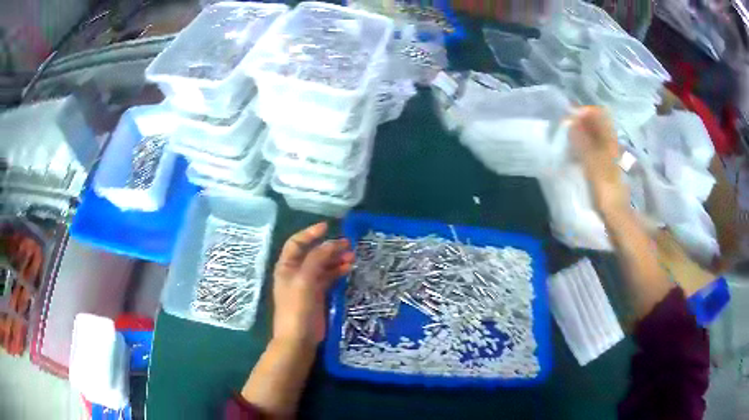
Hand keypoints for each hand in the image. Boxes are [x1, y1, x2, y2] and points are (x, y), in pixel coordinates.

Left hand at [272, 222, 353, 347]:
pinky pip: (328, 278)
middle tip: (348, 244)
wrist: (299, 338)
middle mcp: (295, 273)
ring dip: (335, 259)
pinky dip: (337, 271)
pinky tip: (348, 268)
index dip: (310, 233)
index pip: (296, 243)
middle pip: (312, 254)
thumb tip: (331, 243)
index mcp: (286, 267)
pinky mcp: (317, 295)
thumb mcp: (305, 280)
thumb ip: (317, 259)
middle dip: (328, 247)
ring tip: (352, 256)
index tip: (327, 227)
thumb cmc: (297, 307)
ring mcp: (307, 284)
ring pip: (322, 266)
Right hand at [569, 106, 629, 215]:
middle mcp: (611, 144)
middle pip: (597, 124)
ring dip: (582, 134)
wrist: (615, 213)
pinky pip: (593, 148)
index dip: (584, 111)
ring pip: (595, 136)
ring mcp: (609, 156)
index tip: (569, 117)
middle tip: (565, 127)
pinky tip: (575, 153)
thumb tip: (571, 122)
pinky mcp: (605, 167)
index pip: (599, 114)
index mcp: (609, 141)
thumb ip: (582, 141)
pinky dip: (584, 146)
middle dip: (581, 122)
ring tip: (568, 140)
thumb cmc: (604, 188)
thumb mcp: (591, 162)